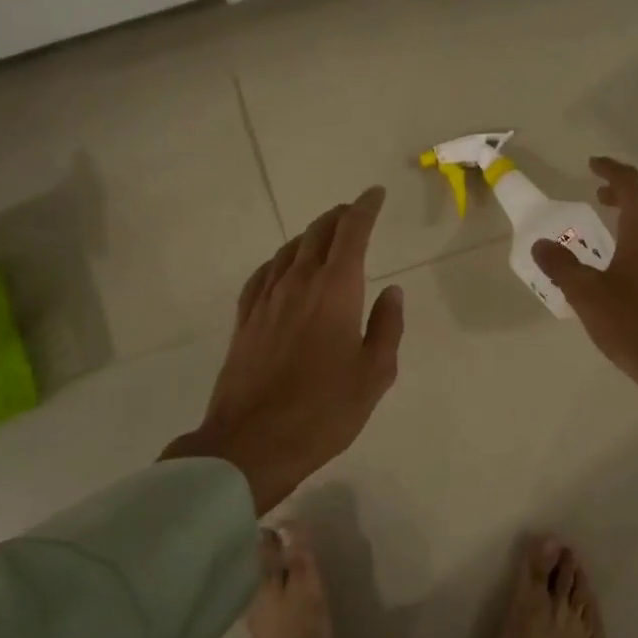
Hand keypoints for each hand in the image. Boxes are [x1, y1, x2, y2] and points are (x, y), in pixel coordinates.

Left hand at [163, 187, 404, 513]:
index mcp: (335, 291)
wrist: (252, 442)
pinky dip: (280, 260)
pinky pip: (263, 274)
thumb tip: (393, 293)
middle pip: (317, 234)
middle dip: (339, 217)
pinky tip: (283, 267)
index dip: (365, 209)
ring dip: (310, 235)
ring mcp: (266, 300)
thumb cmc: (324, 410)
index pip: (352, 233)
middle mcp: (298, 283)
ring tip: (324, 234)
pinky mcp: (245, 320)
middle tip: (354, 212)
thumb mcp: (374, 374)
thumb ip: (387, 328)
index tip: (375, 194)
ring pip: (289, 250)